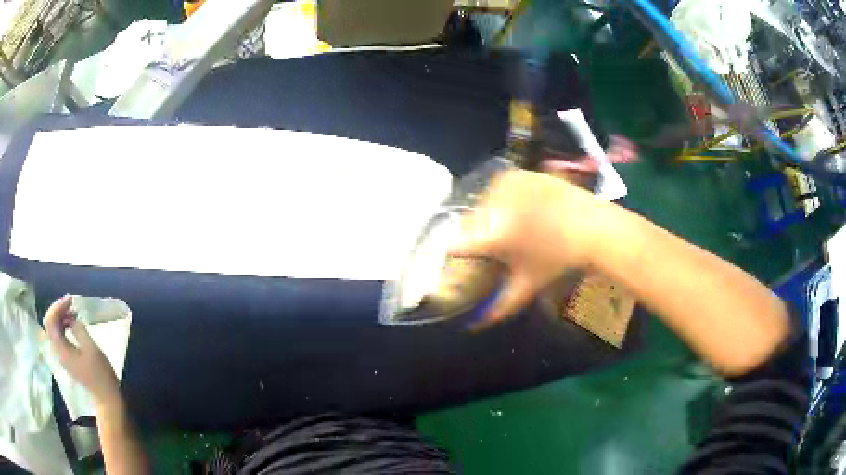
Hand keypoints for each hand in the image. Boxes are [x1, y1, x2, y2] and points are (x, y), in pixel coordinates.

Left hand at [45, 295, 120, 406]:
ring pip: (54, 329)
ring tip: (73, 312)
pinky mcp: (68, 358)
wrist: (107, 398)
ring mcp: (62, 356)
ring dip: (61, 317)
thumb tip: (72, 318)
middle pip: (50, 324)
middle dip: (58, 309)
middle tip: (71, 303)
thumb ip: (78, 329)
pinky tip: (74, 324)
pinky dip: (64, 326)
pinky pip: (60, 336)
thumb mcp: (91, 348)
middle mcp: (58, 351)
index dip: (57, 306)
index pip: (50, 321)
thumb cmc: (100, 374)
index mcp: (61, 349)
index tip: (70, 300)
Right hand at [450, 170, 605, 326]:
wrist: (590, 226)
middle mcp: (493, 205)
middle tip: (492, 246)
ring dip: (486, 216)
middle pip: (467, 222)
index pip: (453, 244)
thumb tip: (476, 324)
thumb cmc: (558, 259)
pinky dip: (498, 199)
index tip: (459, 259)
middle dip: (474, 235)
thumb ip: (499, 307)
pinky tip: (515, 208)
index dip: (453, 254)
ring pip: (480, 203)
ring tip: (508, 226)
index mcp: (493, 235)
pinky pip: (494, 188)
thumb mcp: (527, 286)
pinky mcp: (515, 174)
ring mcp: (504, 185)